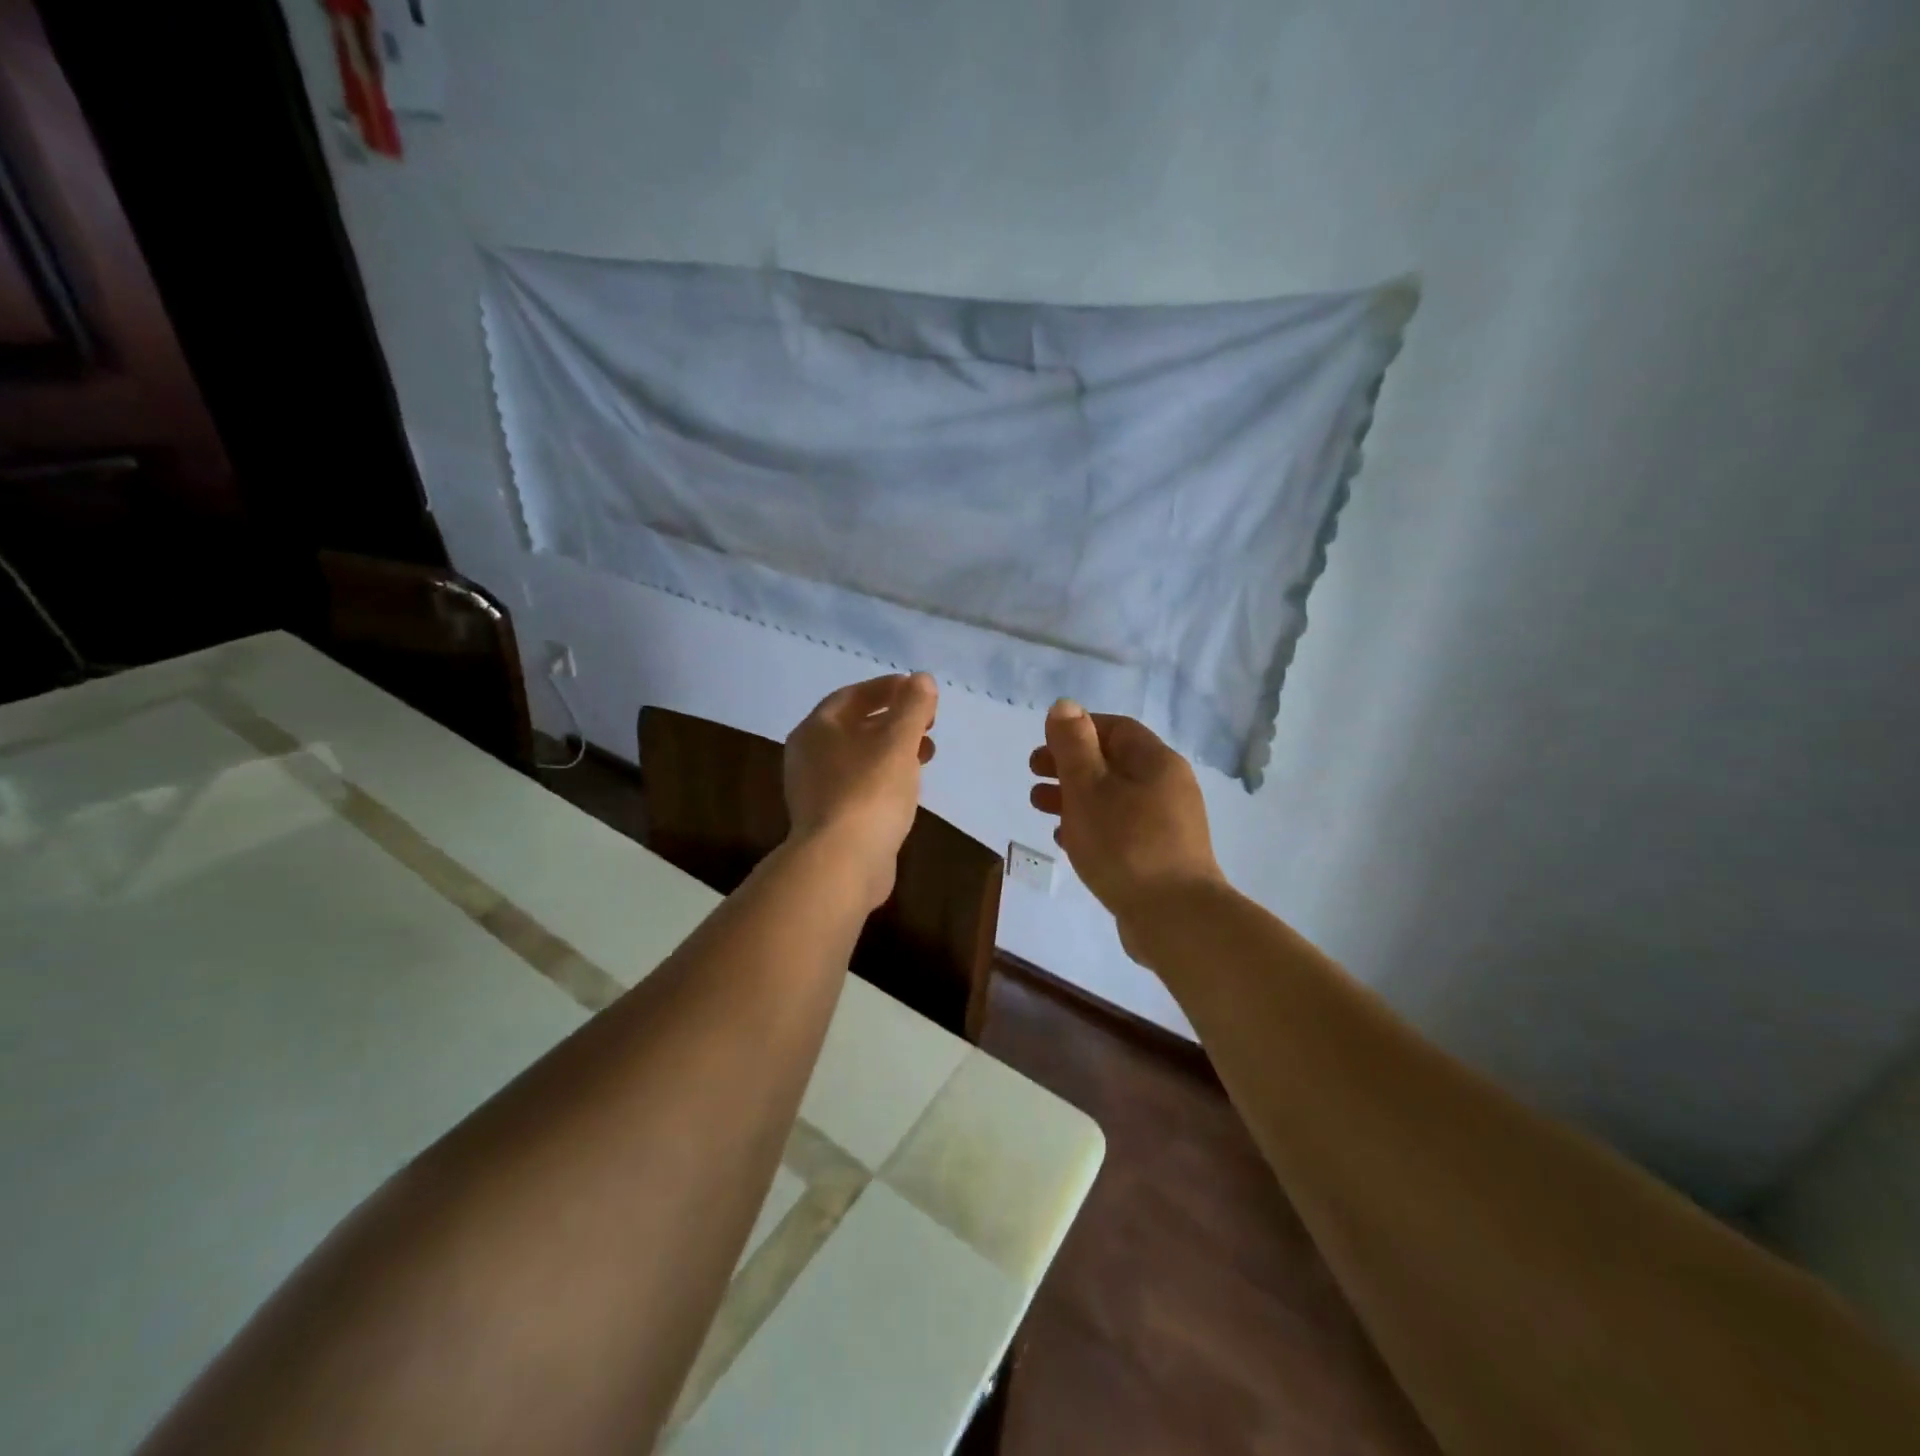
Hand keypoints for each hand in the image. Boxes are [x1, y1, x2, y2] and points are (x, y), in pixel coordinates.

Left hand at [784, 672, 937, 909]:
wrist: (841, 863)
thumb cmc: (869, 791)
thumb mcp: (898, 741)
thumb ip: (912, 706)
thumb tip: (922, 679)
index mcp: (817, 729)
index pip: (852, 695)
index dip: (887, 688)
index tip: (919, 690)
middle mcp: (809, 755)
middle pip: (855, 726)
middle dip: (894, 720)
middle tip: (928, 723)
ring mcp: (816, 790)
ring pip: (860, 758)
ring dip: (894, 750)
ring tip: (927, 755)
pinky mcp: (830, 819)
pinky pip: (860, 786)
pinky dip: (885, 777)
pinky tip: (908, 787)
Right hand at [1029, 700, 1223, 950]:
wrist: (1175, 918)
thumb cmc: (1125, 844)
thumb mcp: (1089, 787)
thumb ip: (1073, 745)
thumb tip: (1065, 706)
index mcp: (1156, 762)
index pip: (1116, 729)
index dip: (1078, 730)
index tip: (1044, 745)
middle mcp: (1168, 787)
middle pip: (1113, 763)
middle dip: (1070, 765)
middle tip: (1033, 775)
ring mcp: (1168, 825)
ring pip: (1114, 798)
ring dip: (1075, 797)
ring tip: (1039, 807)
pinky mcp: (1162, 857)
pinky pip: (1122, 830)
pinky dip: (1092, 826)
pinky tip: (1066, 840)